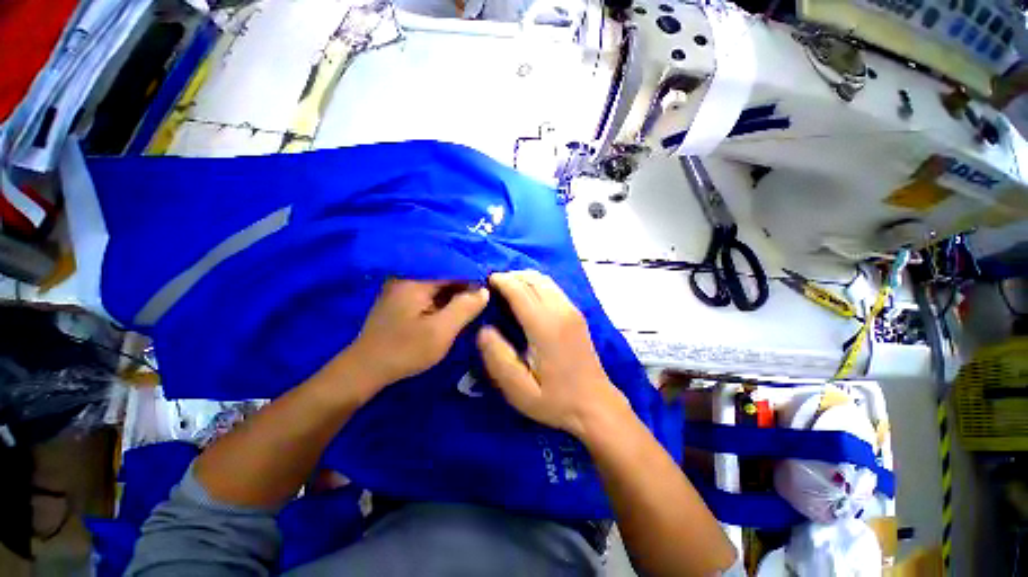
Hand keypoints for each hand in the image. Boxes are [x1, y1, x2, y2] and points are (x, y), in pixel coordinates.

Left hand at [346, 279, 488, 391]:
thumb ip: (465, 307)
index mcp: (416, 280)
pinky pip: (430, 294)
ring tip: (474, 306)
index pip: (454, 269)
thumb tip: (484, 290)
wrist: (366, 369)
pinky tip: (454, 311)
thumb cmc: (405, 350)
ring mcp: (403, 289)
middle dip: (466, 287)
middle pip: (446, 276)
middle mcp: (408, 278)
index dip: (475, 279)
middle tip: (484, 301)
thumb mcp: (441, 331)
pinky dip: (444, 301)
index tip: (491, 291)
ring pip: (439, 286)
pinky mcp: (402, 300)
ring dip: (456, 295)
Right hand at [477, 270, 629, 438]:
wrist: (595, 404)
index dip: (500, 281)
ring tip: (506, 289)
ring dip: (523, 278)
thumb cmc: (555, 400)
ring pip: (544, 280)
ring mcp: (572, 309)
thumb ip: (498, 358)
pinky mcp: (576, 313)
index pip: (519, 290)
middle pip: (532, 279)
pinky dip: (535, 284)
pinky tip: (526, 296)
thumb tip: (484, 329)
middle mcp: (560, 311)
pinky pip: (553, 287)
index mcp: (545, 326)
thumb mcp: (519, 390)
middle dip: (510, 276)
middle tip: (492, 286)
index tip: (483, 281)